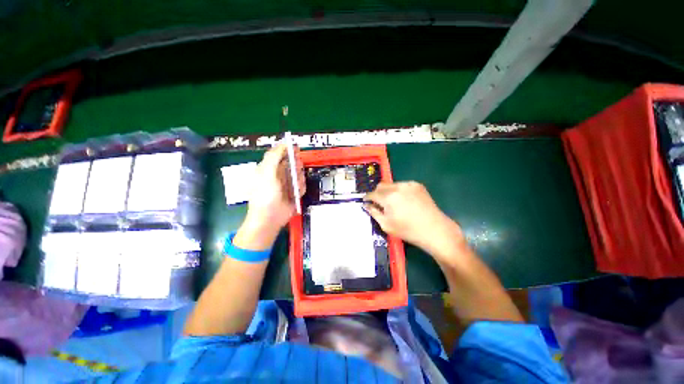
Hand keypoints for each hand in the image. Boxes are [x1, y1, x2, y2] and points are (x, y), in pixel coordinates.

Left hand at [236, 144, 304, 249]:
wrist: (270, 218)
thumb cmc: (265, 195)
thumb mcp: (267, 173)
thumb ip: (273, 157)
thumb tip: (283, 145)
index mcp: (269, 168)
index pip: (279, 154)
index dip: (287, 150)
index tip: (296, 148)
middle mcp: (278, 175)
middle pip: (291, 163)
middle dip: (296, 166)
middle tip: (297, 169)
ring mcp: (287, 184)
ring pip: (298, 175)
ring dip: (299, 179)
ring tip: (294, 186)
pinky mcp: (294, 193)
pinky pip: (302, 186)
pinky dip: (300, 188)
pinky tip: (296, 194)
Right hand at [363, 181, 465, 258]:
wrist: (435, 230)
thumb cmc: (408, 230)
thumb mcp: (386, 225)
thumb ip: (374, 213)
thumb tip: (366, 205)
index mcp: (388, 197)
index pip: (372, 194)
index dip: (367, 197)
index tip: (366, 201)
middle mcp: (397, 187)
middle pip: (380, 186)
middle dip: (377, 193)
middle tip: (378, 203)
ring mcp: (409, 184)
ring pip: (391, 184)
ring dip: (388, 191)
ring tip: (393, 203)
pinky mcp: (417, 185)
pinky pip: (402, 185)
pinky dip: (399, 190)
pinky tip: (404, 200)